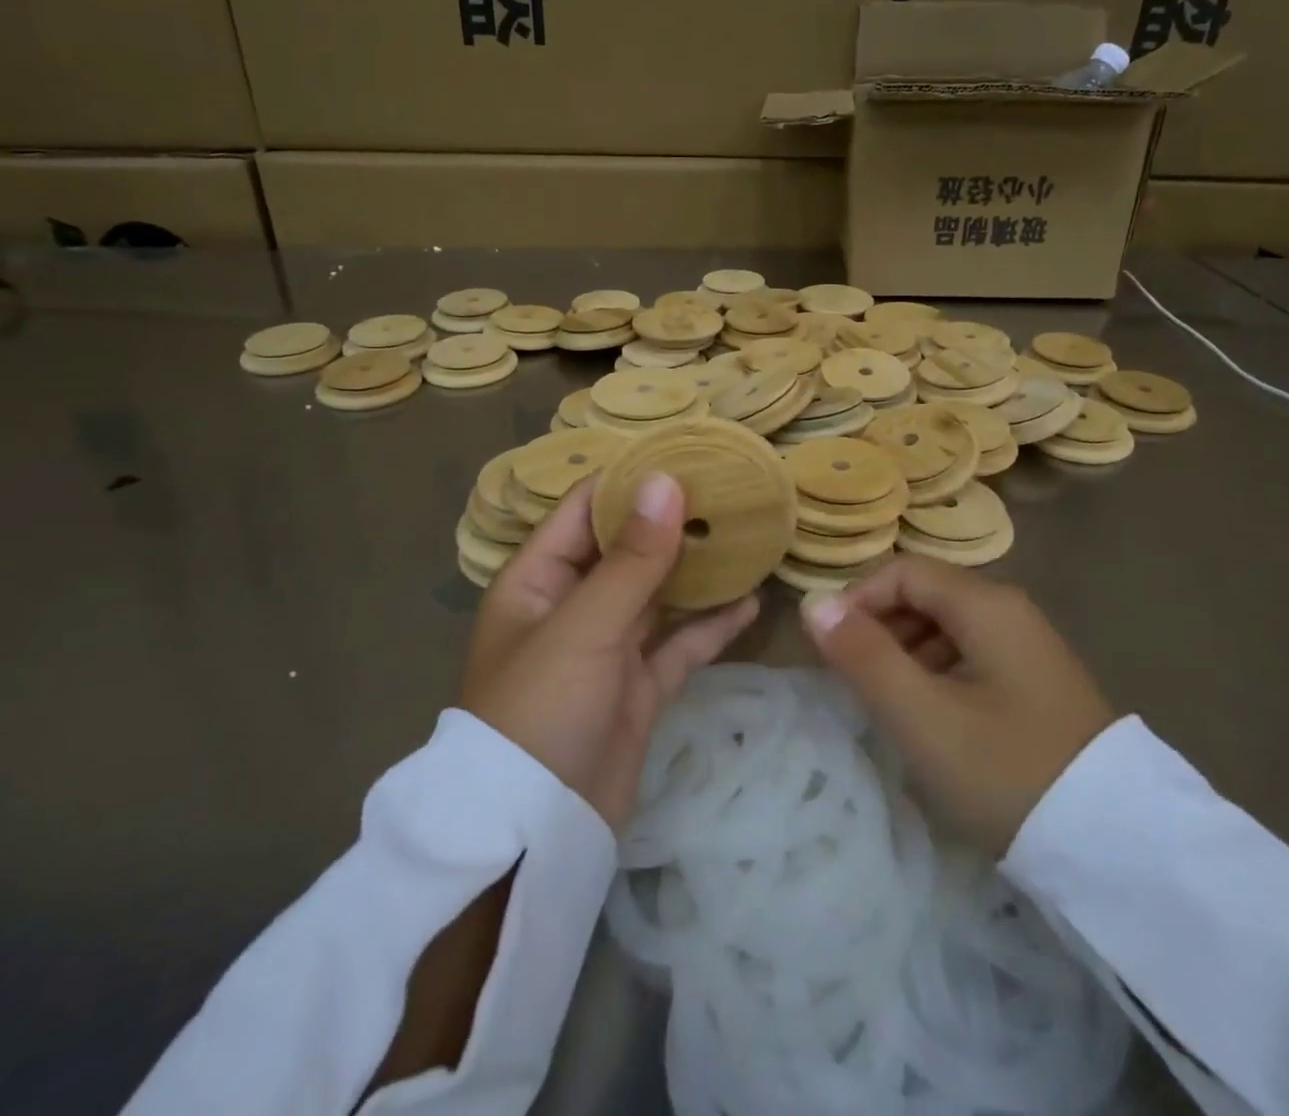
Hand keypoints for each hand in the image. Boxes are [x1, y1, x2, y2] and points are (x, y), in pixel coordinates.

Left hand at [461, 472, 758, 830]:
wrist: (536, 833)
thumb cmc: (541, 710)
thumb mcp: (585, 626)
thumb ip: (632, 557)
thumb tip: (667, 480)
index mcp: (539, 579)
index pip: (586, 510)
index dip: (632, 481)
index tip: (687, 455)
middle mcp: (572, 605)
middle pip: (628, 549)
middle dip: (674, 522)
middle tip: (732, 491)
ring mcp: (608, 648)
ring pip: (659, 594)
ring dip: (699, 571)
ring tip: (748, 536)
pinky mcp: (638, 687)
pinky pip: (680, 644)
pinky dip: (712, 625)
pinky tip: (752, 602)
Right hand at [799, 559, 1115, 855]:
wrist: (1116, 848)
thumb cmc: (1006, 770)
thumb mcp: (922, 716)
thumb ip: (863, 655)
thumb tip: (813, 602)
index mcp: (986, 604)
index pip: (903, 572)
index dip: (858, 599)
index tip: (830, 648)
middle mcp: (1011, 610)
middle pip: (926, 595)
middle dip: (880, 628)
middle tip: (853, 681)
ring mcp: (1029, 646)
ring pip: (947, 628)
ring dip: (906, 654)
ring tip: (887, 704)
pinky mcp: (1037, 682)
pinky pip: (971, 656)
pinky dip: (937, 673)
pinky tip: (932, 719)